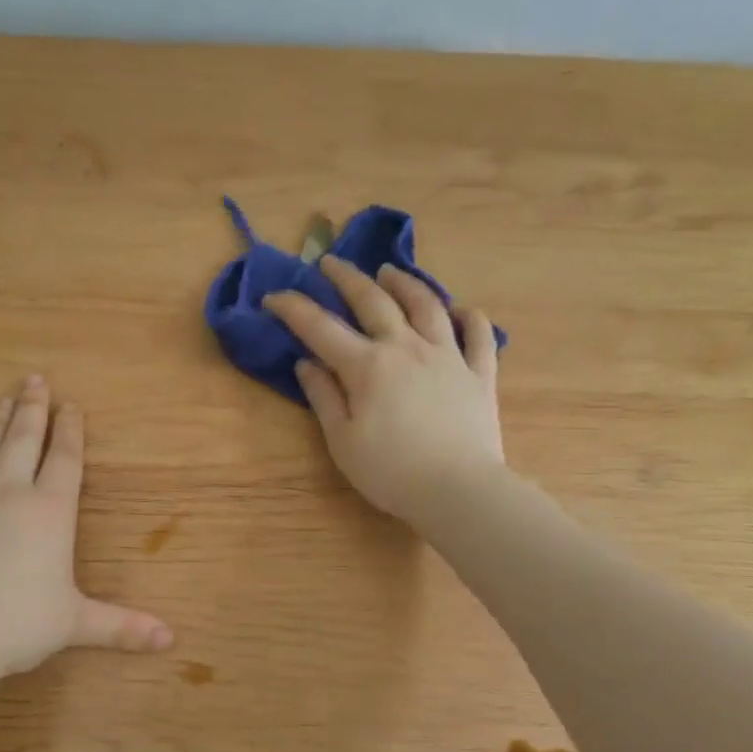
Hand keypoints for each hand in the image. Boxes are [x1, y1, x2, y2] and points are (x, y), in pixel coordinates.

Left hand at [0, 377, 173, 676]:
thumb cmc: (16, 626)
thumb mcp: (75, 624)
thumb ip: (122, 626)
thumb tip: (171, 641)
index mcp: (49, 512)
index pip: (64, 459)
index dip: (70, 430)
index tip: (72, 404)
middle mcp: (9, 494)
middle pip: (23, 440)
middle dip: (33, 408)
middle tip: (35, 379)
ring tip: (4, 400)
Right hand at [264, 256, 505, 523]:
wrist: (459, 490)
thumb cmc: (390, 471)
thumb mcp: (342, 441)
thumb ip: (323, 397)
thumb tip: (306, 364)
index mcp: (367, 366)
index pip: (321, 327)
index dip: (293, 308)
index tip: (273, 296)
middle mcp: (406, 347)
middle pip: (374, 300)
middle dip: (347, 277)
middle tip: (329, 261)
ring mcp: (448, 356)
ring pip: (427, 305)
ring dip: (405, 282)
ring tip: (389, 271)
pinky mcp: (479, 373)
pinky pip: (477, 334)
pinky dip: (468, 317)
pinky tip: (461, 309)